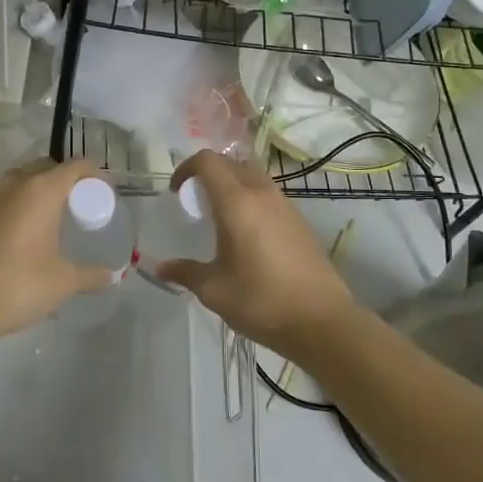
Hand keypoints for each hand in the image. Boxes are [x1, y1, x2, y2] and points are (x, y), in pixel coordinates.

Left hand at [0, 158, 116, 344]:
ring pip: (21, 180)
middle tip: (80, 205)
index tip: (106, 193)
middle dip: (66, 180)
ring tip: (54, 218)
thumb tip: (112, 276)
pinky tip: (26, 235)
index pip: (76, 166)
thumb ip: (91, 276)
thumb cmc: (18, 285)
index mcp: (40, 190)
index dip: (95, 175)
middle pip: (47, 167)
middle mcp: (14, 185)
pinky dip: (20, 205)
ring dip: (40, 190)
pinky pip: (4, 199)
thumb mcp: (63, 282)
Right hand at [154, 151, 353, 351]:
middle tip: (195, 203)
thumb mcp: (214, 290)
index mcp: (237, 203)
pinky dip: (251, 200)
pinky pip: (269, 195)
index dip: (186, 168)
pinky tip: (247, 234)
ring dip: (232, 185)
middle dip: (208, 174)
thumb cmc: (261, 301)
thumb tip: (161, 268)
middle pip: (231, 163)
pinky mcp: (300, 221)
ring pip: (253, 176)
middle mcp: (262, 194)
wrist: (322, 320)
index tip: (176, 192)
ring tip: (220, 217)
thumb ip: (186, 272)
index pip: (208, 161)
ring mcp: (285, 205)